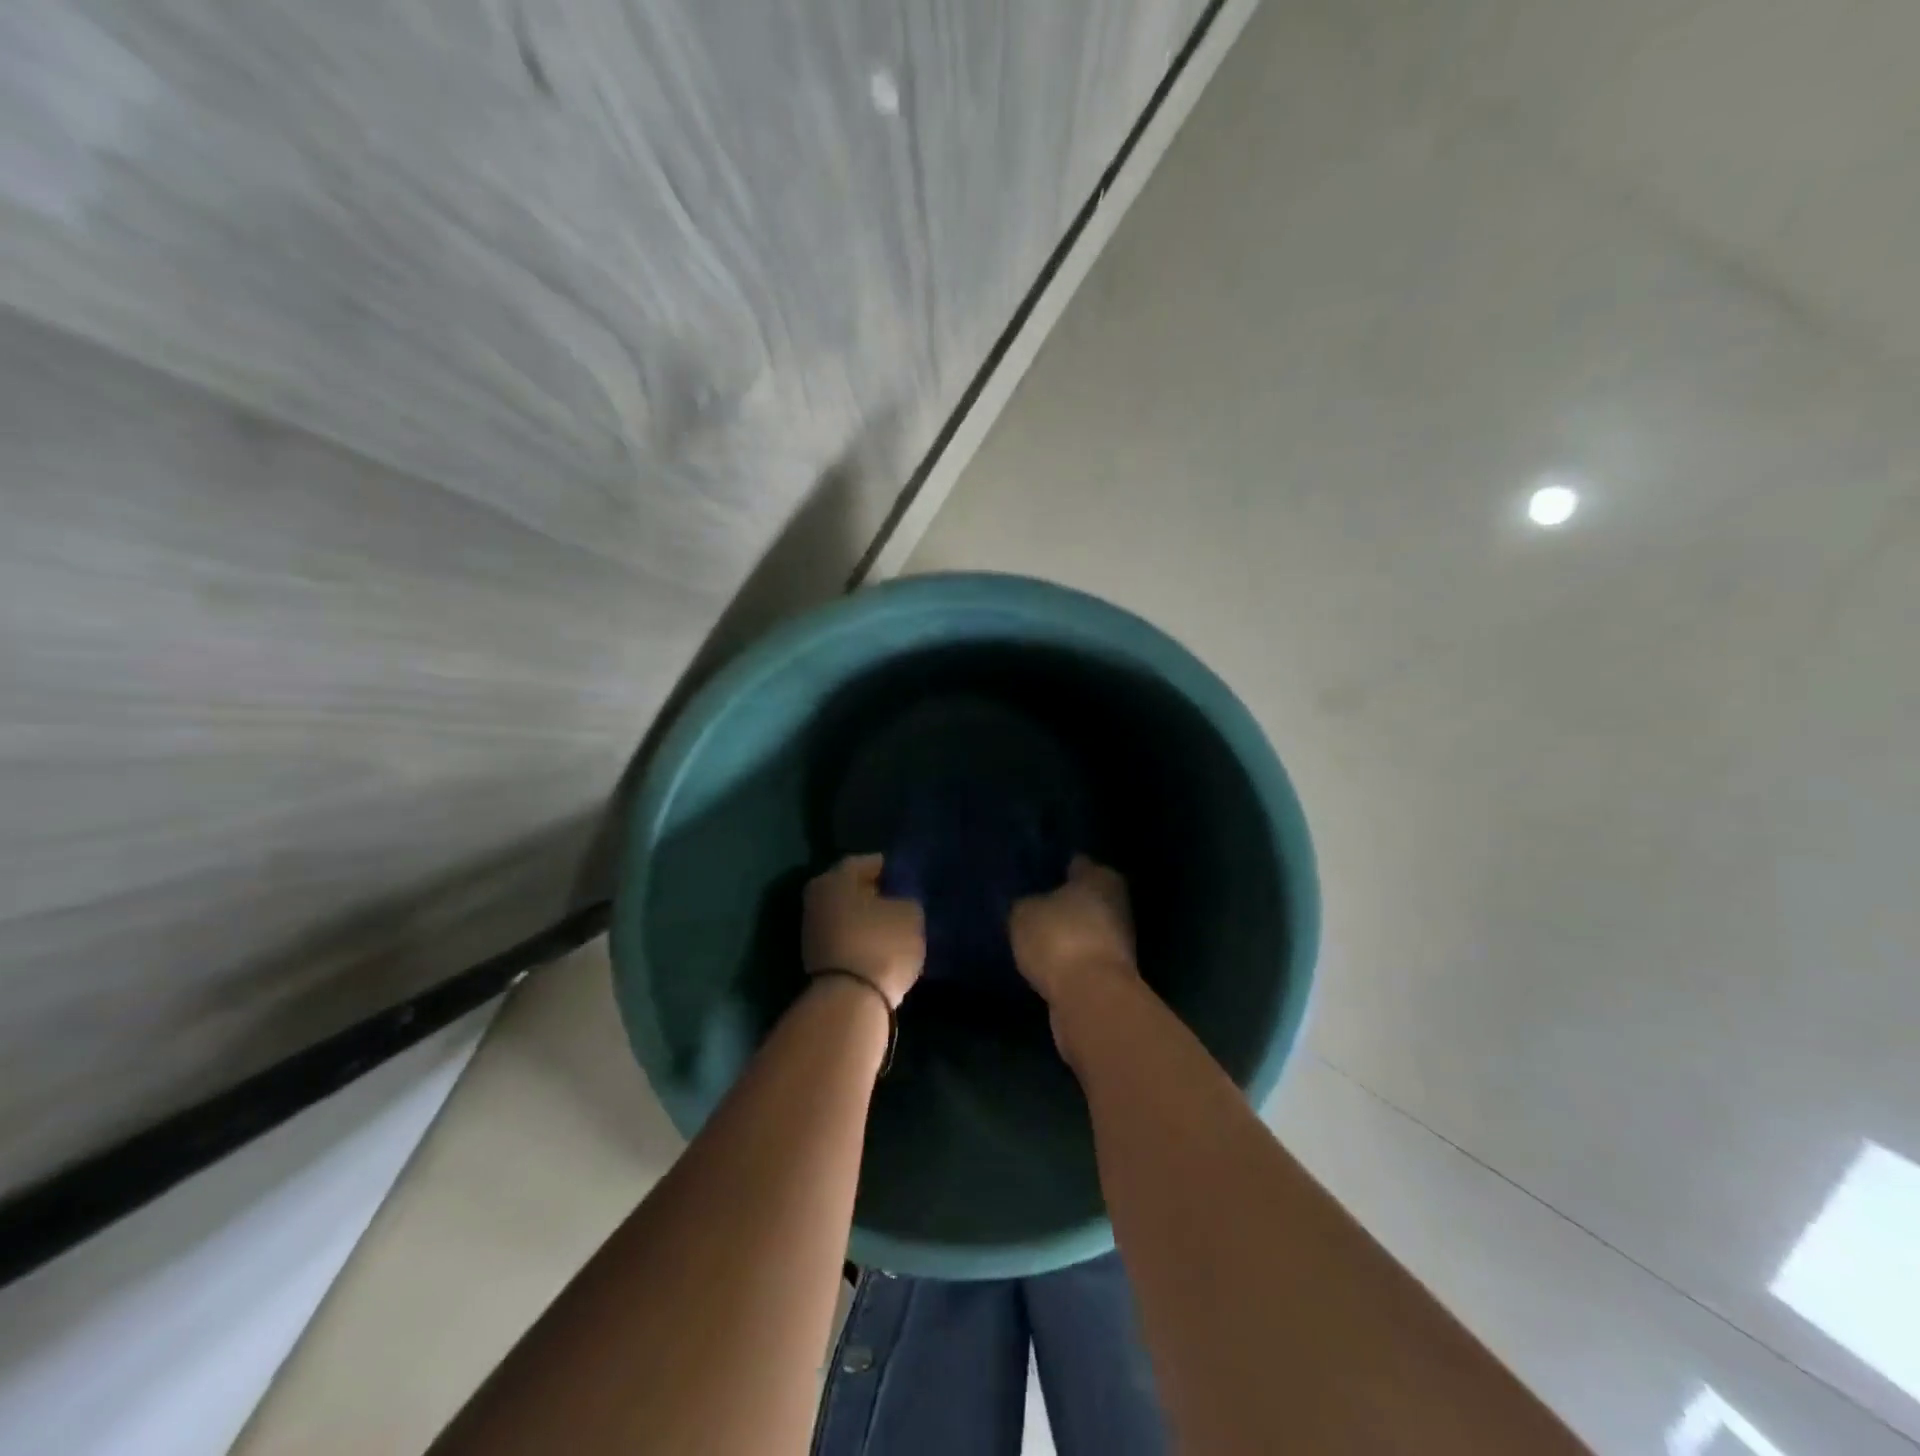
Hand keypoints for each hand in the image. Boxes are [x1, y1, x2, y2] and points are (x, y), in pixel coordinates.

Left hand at [802, 854, 924, 1007]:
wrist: (850, 1002)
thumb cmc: (881, 944)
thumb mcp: (910, 913)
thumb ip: (907, 899)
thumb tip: (901, 901)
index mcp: (837, 875)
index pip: (874, 862)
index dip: (898, 871)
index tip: (916, 884)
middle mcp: (818, 895)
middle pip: (858, 889)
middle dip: (882, 896)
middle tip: (909, 905)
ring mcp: (813, 929)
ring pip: (851, 915)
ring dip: (872, 921)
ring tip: (901, 930)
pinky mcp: (817, 958)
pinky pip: (848, 939)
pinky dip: (864, 941)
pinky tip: (885, 950)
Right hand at [1009, 856, 1138, 1006]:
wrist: (1090, 998)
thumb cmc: (1059, 938)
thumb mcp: (1025, 913)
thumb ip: (1027, 904)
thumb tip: (1031, 905)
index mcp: (1100, 877)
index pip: (1078, 863)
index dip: (1059, 867)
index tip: (1041, 871)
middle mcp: (1117, 903)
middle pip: (1087, 897)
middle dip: (1066, 901)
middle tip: (1036, 903)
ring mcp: (1120, 940)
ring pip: (1087, 928)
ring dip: (1069, 931)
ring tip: (1038, 934)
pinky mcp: (1113, 973)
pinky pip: (1085, 956)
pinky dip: (1070, 957)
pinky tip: (1048, 960)